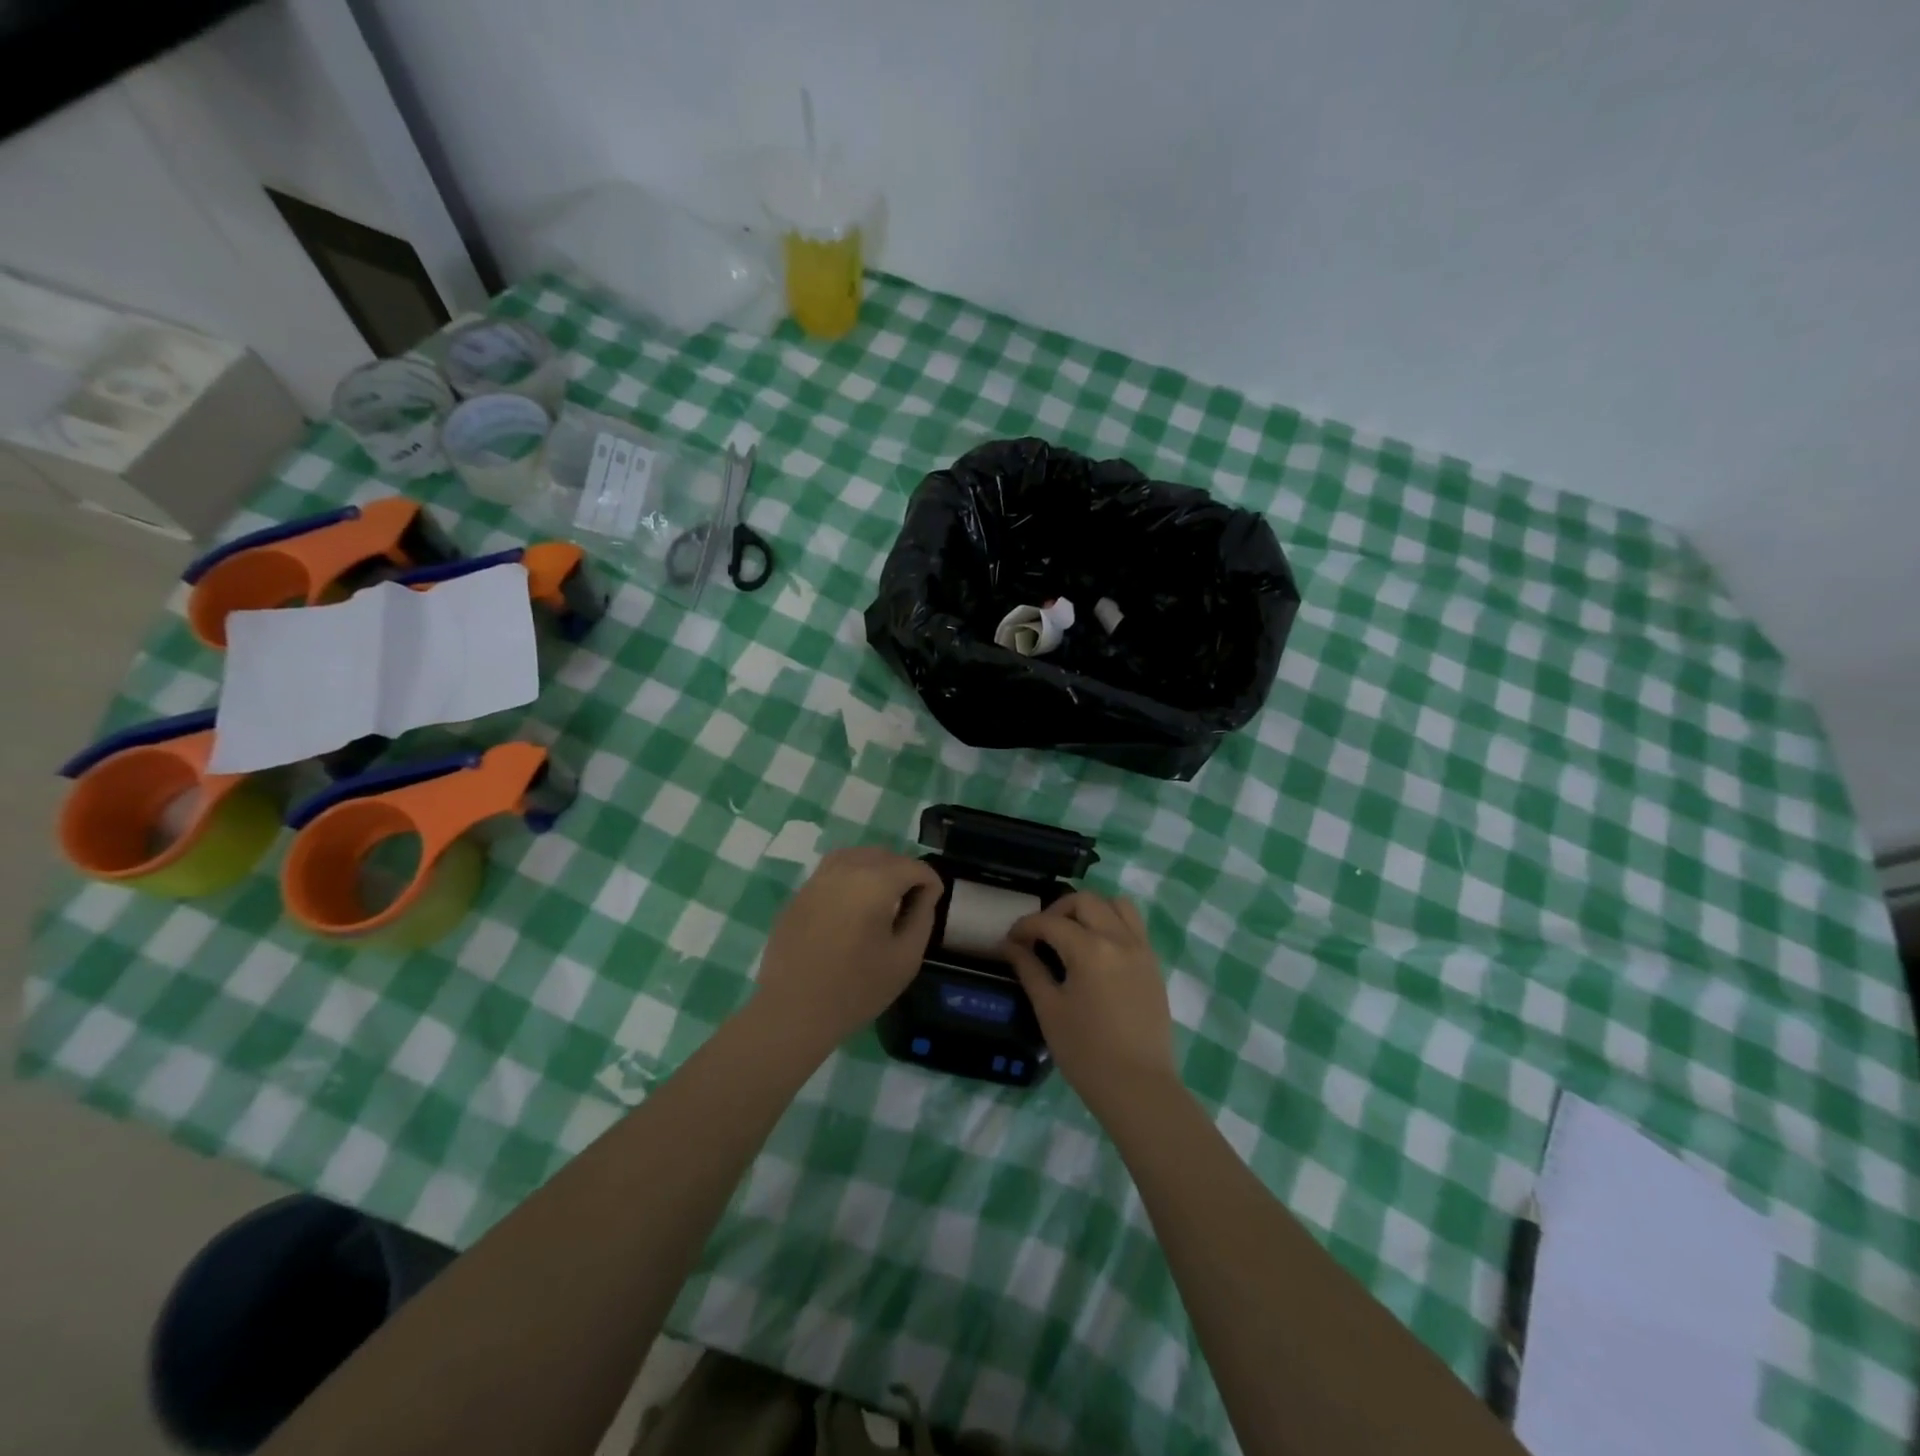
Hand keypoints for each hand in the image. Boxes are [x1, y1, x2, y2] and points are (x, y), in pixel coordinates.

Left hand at [754, 847, 942, 1051]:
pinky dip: (851, 877)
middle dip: (904, 872)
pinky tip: (852, 907)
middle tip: (910, 902)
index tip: (933, 903)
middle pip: (885, 855)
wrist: (792, 1011)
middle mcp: (845, 869)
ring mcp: (818, 878)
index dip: (931, 882)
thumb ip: (922, 917)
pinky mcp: (799, 893)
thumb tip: (925, 893)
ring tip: (882, 900)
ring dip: (876, 869)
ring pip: (856, 856)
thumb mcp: (906, 958)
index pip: (914, 866)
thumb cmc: (856, 989)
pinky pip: (833, 871)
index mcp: (875, 882)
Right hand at [1002, 892, 1177, 1117]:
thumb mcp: (1049, 1009)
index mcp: (1090, 949)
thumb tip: (1009, 945)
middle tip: (1041, 935)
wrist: (1138, 1088)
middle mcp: (1119, 939)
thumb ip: (1029, 969)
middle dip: (1057, 910)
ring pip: (1117, 904)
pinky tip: (1097, 950)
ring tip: (1073, 933)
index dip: (1025, 926)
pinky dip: (1113, 923)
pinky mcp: (1154, 964)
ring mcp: (1142, 949)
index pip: (1050, 922)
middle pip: (1085, 901)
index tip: (1010, 939)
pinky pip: (1134, 926)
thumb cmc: (1086, 1053)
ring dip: (1091, 909)